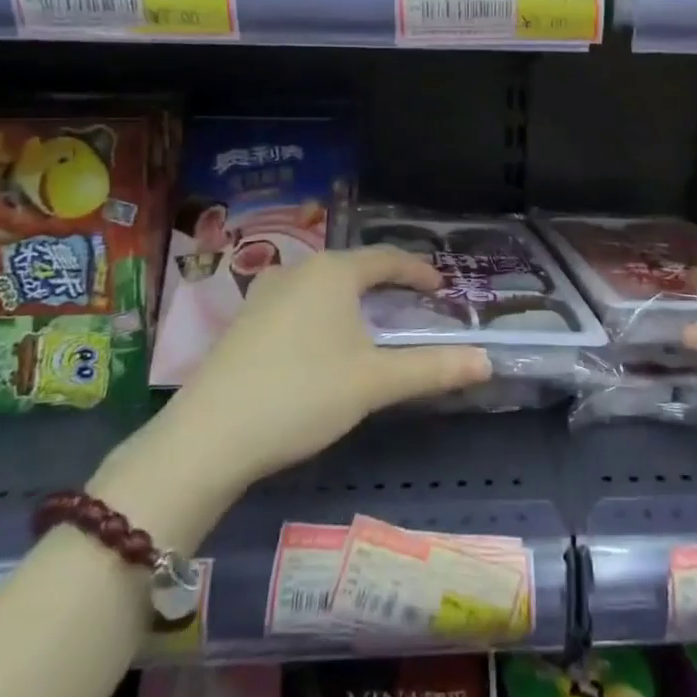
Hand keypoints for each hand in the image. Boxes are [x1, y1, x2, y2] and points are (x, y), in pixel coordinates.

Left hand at [99, 248, 491, 533]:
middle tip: (413, 303)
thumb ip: (433, 369)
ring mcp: (263, 294)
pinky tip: (323, 343)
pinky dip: (323, 313)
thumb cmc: (302, 395)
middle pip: (353, 268)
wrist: (208, 436)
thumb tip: (487, 361)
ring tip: (372, 321)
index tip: (442, 286)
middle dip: (386, 283)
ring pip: (322, 286)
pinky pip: (297, 303)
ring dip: (352, 299)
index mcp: (332, 272)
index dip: (418, 270)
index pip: (387, 259)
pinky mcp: (243, 322)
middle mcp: (297, 271)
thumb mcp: (374, 382)